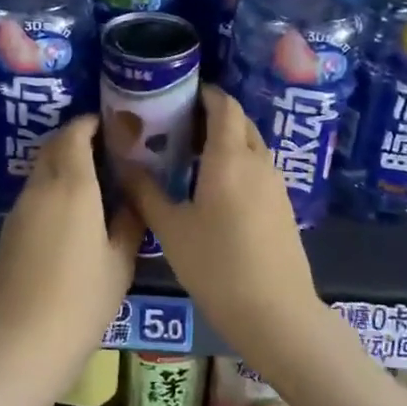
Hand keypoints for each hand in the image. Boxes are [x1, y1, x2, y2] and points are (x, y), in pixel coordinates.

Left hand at [0, 116, 142, 396]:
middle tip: (106, 150)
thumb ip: (129, 222)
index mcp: (72, 187)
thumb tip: (131, 198)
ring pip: (41, 170)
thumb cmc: (80, 301)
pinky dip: (51, 188)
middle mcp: (41, 189)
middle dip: (76, 139)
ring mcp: (19, 210)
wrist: (20, 342)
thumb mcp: (119, 263)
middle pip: (53, 146)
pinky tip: (72, 212)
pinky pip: (33, 194)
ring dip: (63, 164)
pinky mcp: (8, 231)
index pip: (74, 135)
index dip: (90, 123)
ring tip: (94, 181)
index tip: (111, 126)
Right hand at [121, 85, 320, 353]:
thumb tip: (124, 165)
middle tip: (178, 124)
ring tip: (190, 154)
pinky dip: (237, 162)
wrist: (275, 312)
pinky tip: (214, 186)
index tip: (180, 93)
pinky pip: (258, 168)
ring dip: (226, 140)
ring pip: (251, 146)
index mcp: (229, 158)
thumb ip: (146, 192)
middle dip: (212, 115)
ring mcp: (275, 185)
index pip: (223, 106)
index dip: (205, 93)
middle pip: (239, 122)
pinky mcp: (282, 206)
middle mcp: (258, 162)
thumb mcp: (171, 229)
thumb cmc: (216, 265)